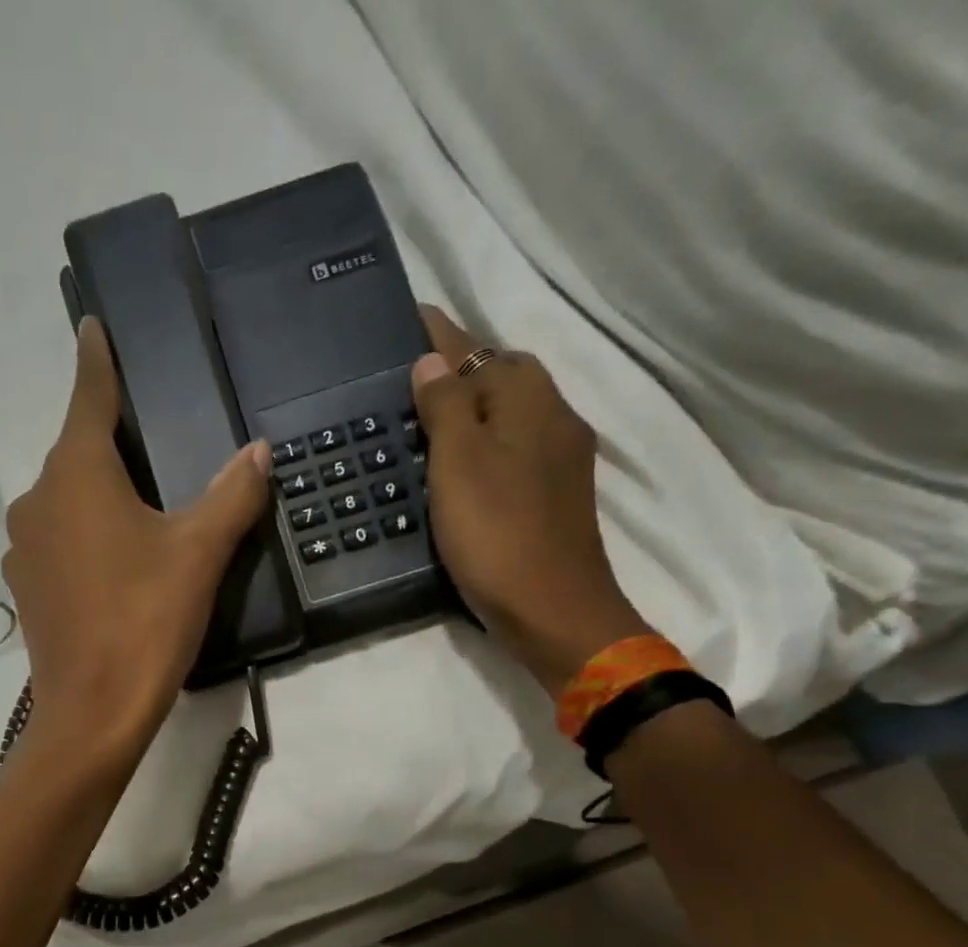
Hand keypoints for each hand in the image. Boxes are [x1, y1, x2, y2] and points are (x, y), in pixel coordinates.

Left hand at [4, 318, 269, 766]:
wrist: (91, 713)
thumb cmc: (145, 621)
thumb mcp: (199, 554)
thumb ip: (231, 494)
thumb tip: (258, 451)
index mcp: (76, 473)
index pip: (88, 395)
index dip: (96, 359)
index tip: (94, 325)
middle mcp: (38, 498)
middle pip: (77, 450)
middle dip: (111, 437)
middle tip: (153, 432)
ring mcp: (25, 547)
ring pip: (66, 499)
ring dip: (98, 492)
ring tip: (142, 500)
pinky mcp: (28, 588)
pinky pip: (60, 540)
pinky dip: (86, 533)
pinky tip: (116, 556)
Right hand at [413, 304, 650, 696]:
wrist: (552, 608)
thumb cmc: (497, 532)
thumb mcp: (457, 463)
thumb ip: (445, 406)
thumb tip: (432, 361)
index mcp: (527, 399)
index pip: (476, 350)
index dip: (441, 335)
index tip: (411, 317)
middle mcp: (552, 416)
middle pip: (500, 377)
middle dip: (459, 371)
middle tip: (409, 382)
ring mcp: (559, 457)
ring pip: (508, 416)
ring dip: (471, 410)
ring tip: (425, 422)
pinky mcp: (554, 494)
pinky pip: (512, 449)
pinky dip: (483, 445)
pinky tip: (458, 467)